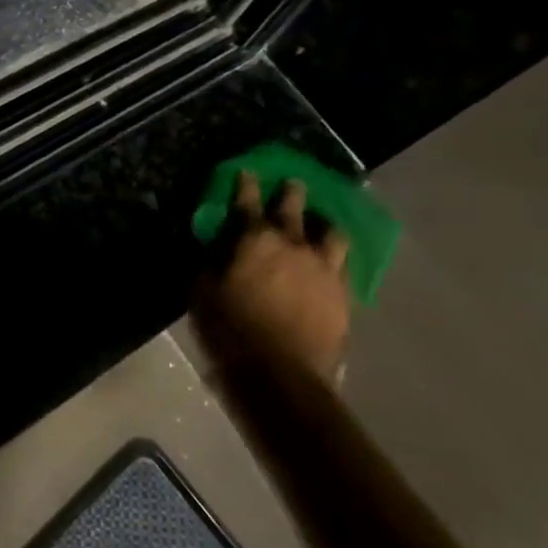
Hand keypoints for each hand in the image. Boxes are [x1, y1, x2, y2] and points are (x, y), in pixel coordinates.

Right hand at [195, 172, 351, 385]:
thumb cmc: (231, 331)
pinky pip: (344, 266)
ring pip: (332, 233)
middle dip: (291, 192)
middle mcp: (293, 244)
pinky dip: (336, 258)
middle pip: (295, 207)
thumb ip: (210, 265)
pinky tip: (332, 263)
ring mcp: (324, 269)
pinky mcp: (345, 295)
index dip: (245, 184)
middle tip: (292, 184)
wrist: (282, 376)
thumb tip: (214, 248)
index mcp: (254, 240)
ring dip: (323, 224)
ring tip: (321, 225)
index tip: (246, 171)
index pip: (247, 202)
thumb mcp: (203, 294)